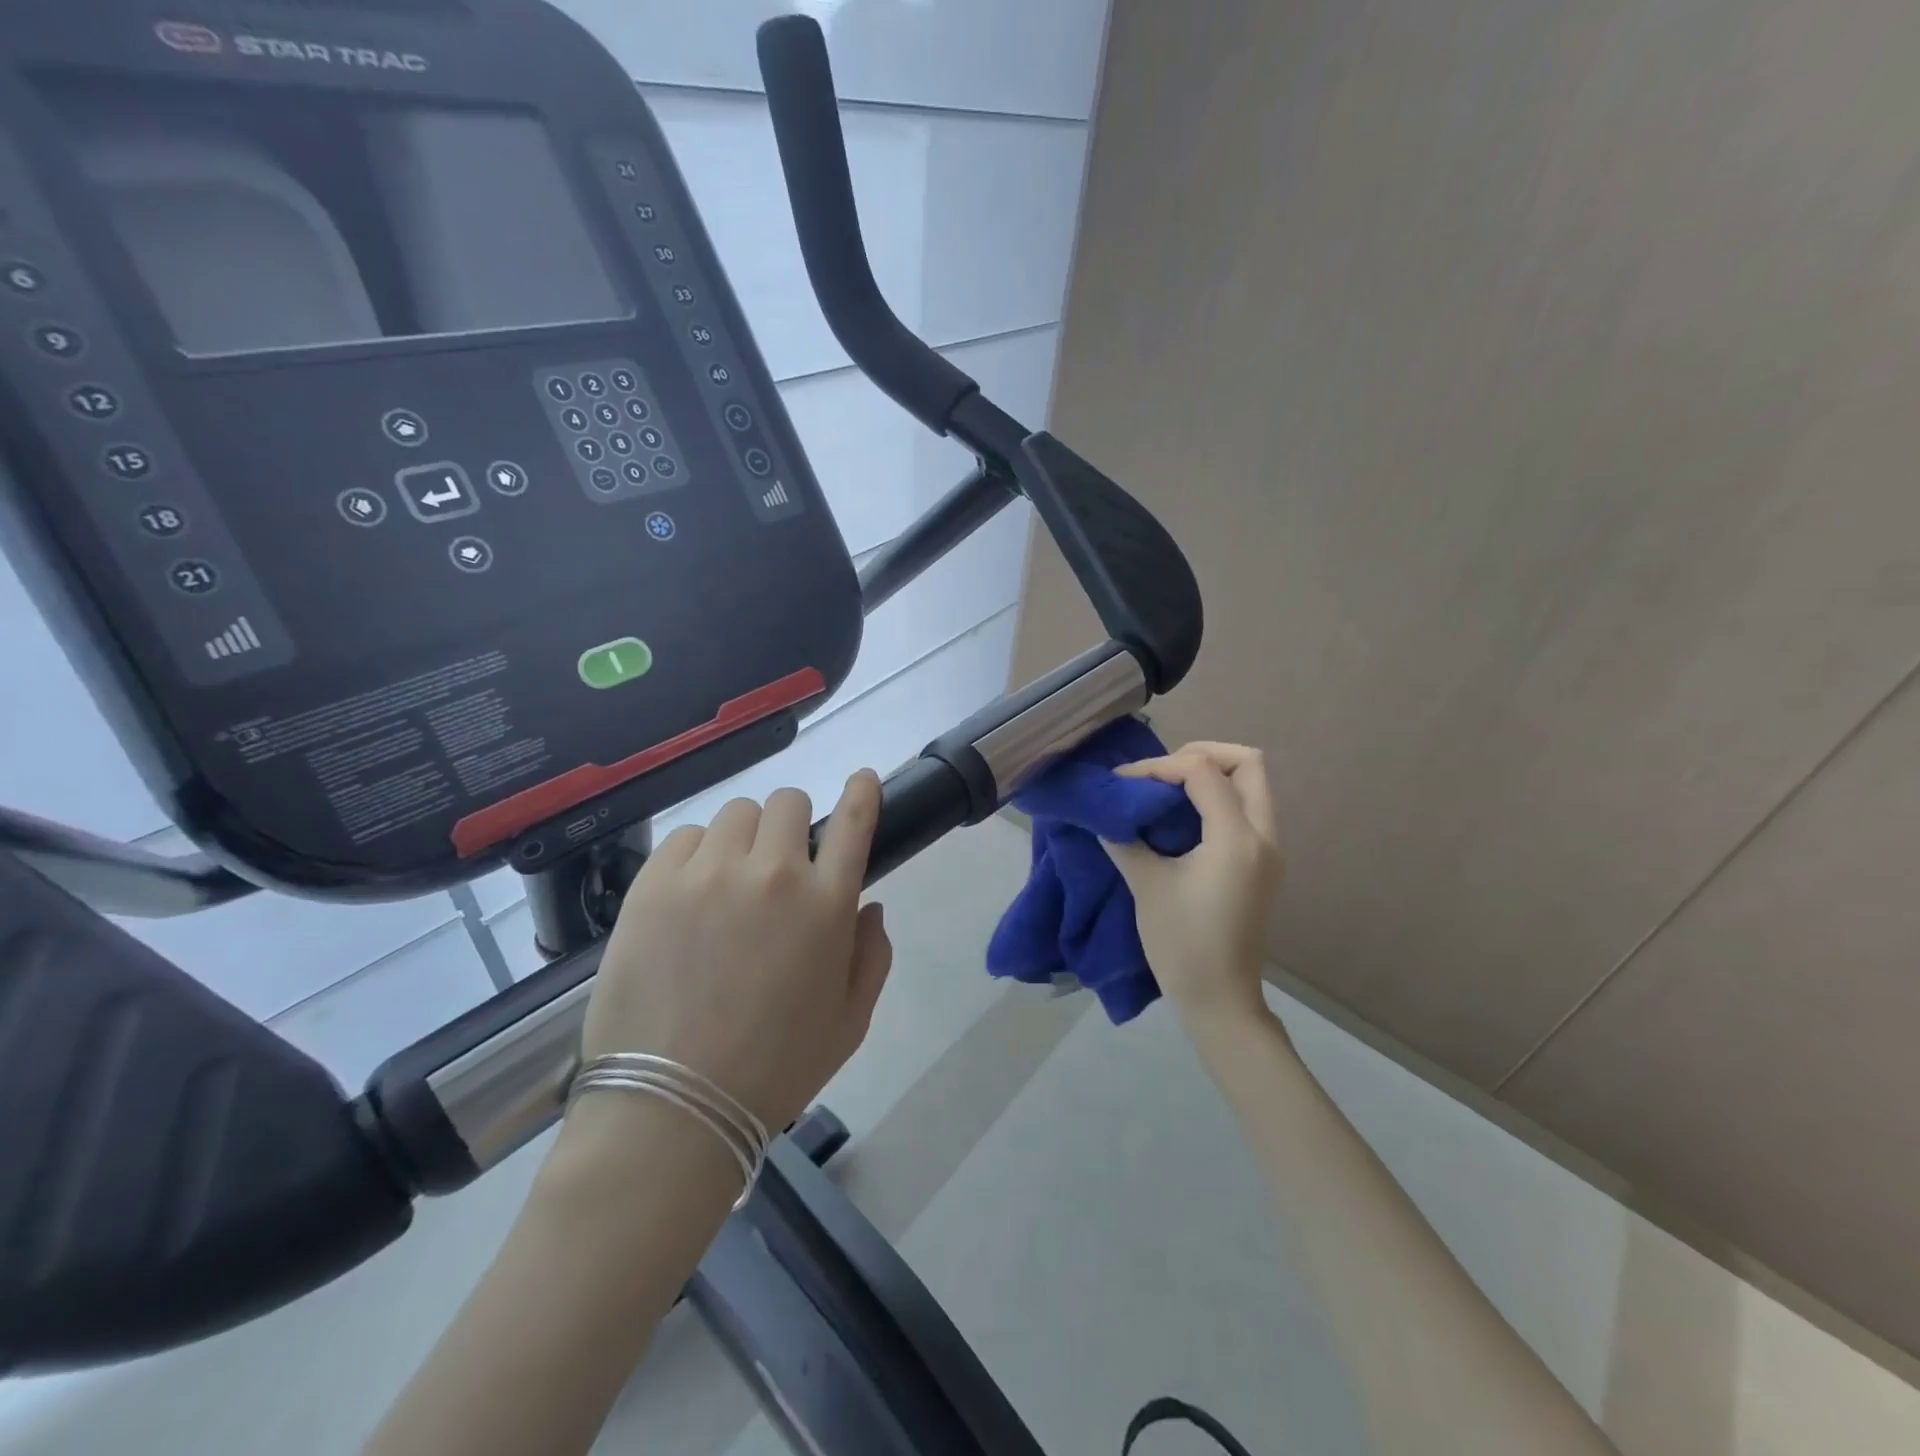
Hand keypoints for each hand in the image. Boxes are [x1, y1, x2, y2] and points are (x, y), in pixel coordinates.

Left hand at [579, 772, 893, 1130]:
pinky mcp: (655, 884)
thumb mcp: (850, 1021)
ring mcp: (709, 874)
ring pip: (736, 813)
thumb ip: (872, 955)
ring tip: (730, 880)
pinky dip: (697, 855)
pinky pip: (686, 837)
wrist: (673, 1107)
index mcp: (826, 904)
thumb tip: (867, 906)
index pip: (854, 821)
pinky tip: (691, 894)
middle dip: (793, 825)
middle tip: (780, 864)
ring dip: (745, 838)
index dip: (862, 792)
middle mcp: (772, 874)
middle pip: (789, 803)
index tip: (862, 779)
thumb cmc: (775, 1068)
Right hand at [1103, 742, 1282, 1029]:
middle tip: (1161, 772)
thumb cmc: (1182, 945)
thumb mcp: (1147, 887)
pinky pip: (1246, 809)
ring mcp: (1268, 850)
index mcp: (1236, 838)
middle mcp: (1263, 836)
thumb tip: (1104, 813)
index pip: (1203, 772)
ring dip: (1211, 776)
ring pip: (1252, 785)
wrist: (1220, 1001)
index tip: (1123, 782)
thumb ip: (1125, 839)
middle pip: (1249, 764)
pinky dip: (1216, 798)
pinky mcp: (1262, 865)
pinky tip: (1180, 817)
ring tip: (1166, 790)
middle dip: (1202, 755)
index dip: (1158, 767)